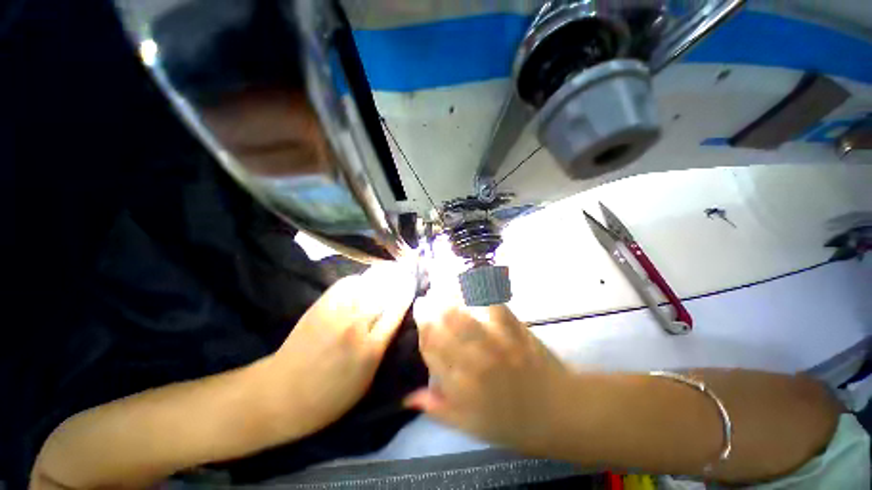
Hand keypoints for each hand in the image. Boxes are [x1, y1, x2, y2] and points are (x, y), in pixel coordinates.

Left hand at [265, 261, 416, 436]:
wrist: (282, 394)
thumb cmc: (330, 397)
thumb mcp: (367, 381)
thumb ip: (382, 348)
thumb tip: (393, 321)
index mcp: (371, 348)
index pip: (397, 310)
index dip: (406, 293)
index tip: (412, 284)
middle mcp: (357, 325)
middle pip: (383, 292)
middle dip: (396, 279)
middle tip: (403, 271)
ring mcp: (337, 313)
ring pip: (366, 283)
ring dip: (379, 276)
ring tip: (387, 271)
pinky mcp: (320, 306)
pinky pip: (345, 284)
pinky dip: (358, 281)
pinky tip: (362, 283)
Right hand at [407, 298, 573, 454]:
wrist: (559, 412)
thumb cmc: (513, 423)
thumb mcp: (471, 426)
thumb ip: (439, 409)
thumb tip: (408, 398)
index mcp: (461, 386)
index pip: (431, 349)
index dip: (422, 329)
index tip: (421, 315)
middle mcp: (473, 361)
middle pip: (442, 327)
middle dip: (430, 309)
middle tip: (427, 297)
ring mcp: (495, 342)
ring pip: (463, 314)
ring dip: (448, 297)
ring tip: (441, 285)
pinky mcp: (514, 329)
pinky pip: (493, 304)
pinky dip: (480, 291)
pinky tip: (471, 282)